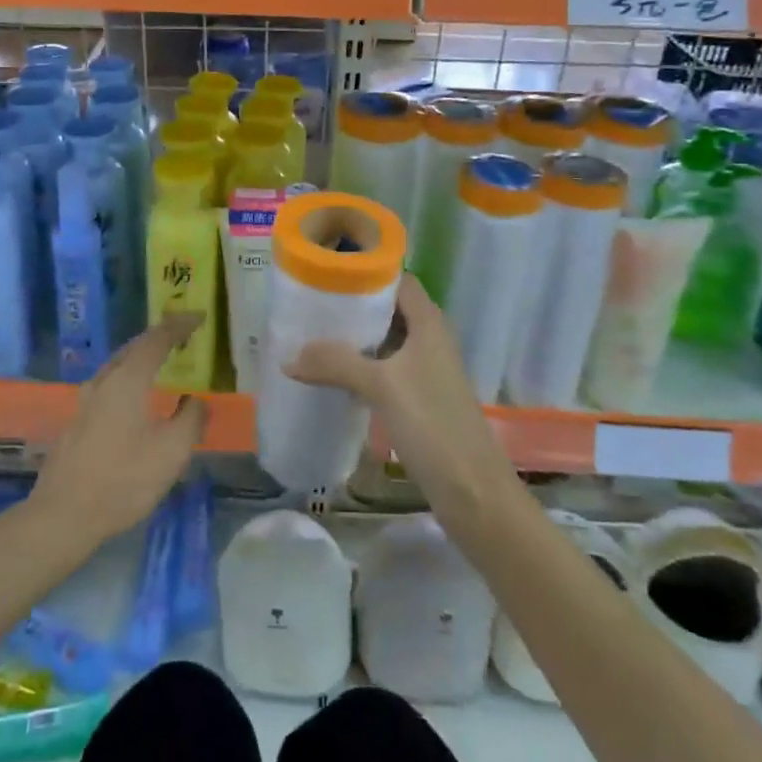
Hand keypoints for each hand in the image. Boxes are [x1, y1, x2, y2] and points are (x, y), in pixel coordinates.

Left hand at [30, 314, 208, 548]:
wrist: (63, 516)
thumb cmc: (123, 480)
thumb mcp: (171, 452)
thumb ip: (190, 419)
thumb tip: (196, 400)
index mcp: (128, 380)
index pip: (157, 339)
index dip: (179, 325)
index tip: (199, 317)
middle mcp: (103, 382)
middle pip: (133, 348)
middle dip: (159, 337)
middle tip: (182, 335)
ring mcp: (85, 402)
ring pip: (118, 367)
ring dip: (142, 358)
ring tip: (162, 362)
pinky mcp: (77, 422)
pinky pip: (110, 386)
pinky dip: (130, 379)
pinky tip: (136, 399)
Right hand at [287, 276, 518, 537]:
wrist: (473, 491)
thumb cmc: (433, 424)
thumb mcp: (381, 387)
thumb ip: (336, 364)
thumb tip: (288, 356)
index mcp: (428, 322)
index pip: (397, 279)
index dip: (366, 271)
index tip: (328, 271)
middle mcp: (429, 338)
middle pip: (388, 308)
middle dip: (353, 305)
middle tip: (311, 303)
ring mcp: (426, 369)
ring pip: (385, 340)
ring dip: (355, 337)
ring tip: (312, 334)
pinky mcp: (419, 396)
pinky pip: (385, 367)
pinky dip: (361, 364)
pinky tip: (332, 373)